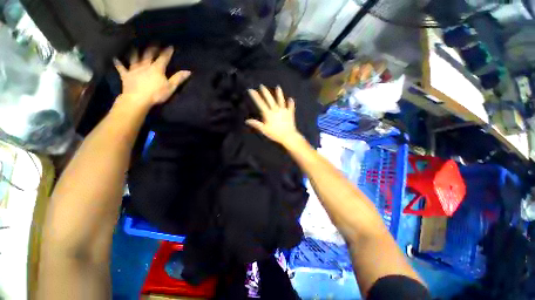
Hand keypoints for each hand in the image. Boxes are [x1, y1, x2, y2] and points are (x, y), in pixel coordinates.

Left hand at [113, 46, 190, 107]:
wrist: (138, 99)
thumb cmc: (156, 94)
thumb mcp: (171, 87)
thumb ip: (178, 78)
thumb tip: (188, 71)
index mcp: (157, 68)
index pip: (163, 58)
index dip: (167, 52)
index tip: (170, 46)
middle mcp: (145, 65)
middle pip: (148, 54)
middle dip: (152, 48)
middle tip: (154, 42)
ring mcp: (134, 69)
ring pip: (134, 57)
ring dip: (135, 51)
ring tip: (135, 46)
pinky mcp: (126, 75)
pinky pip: (121, 67)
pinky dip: (118, 63)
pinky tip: (115, 58)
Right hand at [246, 85, 301, 145]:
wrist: (288, 136)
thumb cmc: (275, 134)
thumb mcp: (264, 130)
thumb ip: (256, 124)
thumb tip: (246, 121)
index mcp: (268, 113)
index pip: (260, 103)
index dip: (255, 96)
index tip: (251, 90)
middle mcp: (276, 110)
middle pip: (270, 99)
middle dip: (265, 92)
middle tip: (262, 85)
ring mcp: (284, 110)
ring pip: (281, 100)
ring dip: (279, 94)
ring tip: (278, 87)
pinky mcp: (290, 113)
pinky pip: (291, 107)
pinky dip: (291, 103)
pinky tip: (291, 99)